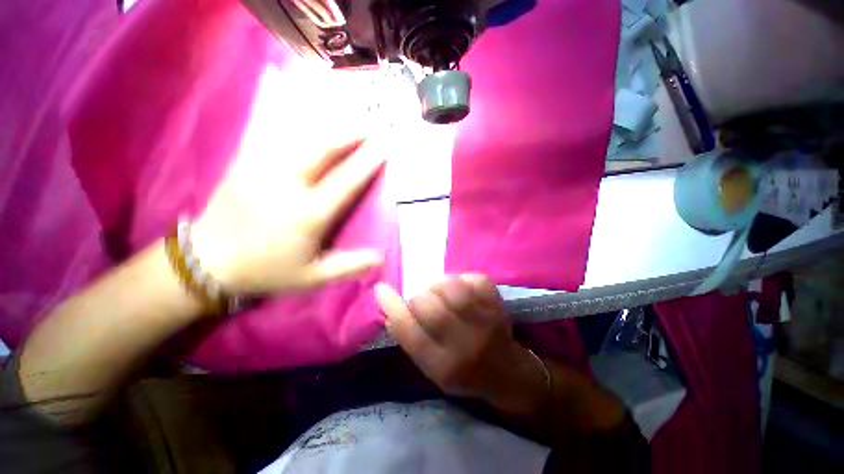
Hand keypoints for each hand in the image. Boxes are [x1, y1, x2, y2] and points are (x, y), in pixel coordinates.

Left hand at [192, 136, 384, 294]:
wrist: (208, 261)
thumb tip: (382, 257)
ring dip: (330, 126)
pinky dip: (300, 125)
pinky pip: (278, 136)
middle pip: (322, 149)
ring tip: (351, 119)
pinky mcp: (245, 161)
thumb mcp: (312, 277)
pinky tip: (313, 119)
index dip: (367, 162)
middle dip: (351, 133)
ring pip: (301, 137)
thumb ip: (349, 267)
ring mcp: (262, 169)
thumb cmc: (267, 270)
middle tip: (372, 125)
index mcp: (306, 215)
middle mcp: (286, 185)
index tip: (385, 147)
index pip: (345, 182)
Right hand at [375, 275, 548, 414]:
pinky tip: (462, 288)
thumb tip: (389, 310)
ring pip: (453, 289)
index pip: (408, 332)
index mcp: (441, 365)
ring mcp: (485, 322)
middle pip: (430, 307)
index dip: (391, 306)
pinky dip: (464, 279)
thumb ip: (410, 340)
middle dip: (419, 297)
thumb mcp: (431, 369)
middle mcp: (463, 344)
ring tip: (440, 291)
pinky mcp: (498, 306)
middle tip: (424, 299)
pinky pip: (476, 280)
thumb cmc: (463, 373)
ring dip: (440, 284)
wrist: (507, 374)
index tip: (381, 289)